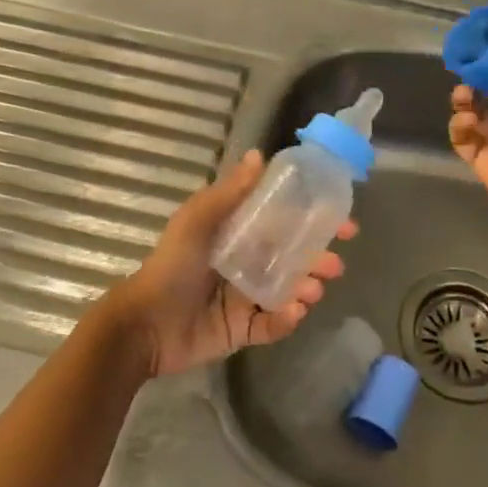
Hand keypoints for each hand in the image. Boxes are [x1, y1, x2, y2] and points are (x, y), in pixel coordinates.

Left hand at [100, 150, 356, 378]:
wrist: (145, 324)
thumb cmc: (172, 266)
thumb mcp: (198, 221)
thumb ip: (229, 192)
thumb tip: (259, 154)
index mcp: (236, 235)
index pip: (282, 223)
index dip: (312, 221)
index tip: (342, 223)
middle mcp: (245, 264)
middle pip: (291, 259)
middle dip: (317, 259)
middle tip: (334, 264)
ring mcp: (244, 299)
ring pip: (287, 291)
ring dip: (306, 288)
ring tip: (313, 290)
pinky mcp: (241, 331)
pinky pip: (272, 325)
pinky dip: (286, 319)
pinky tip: (293, 312)